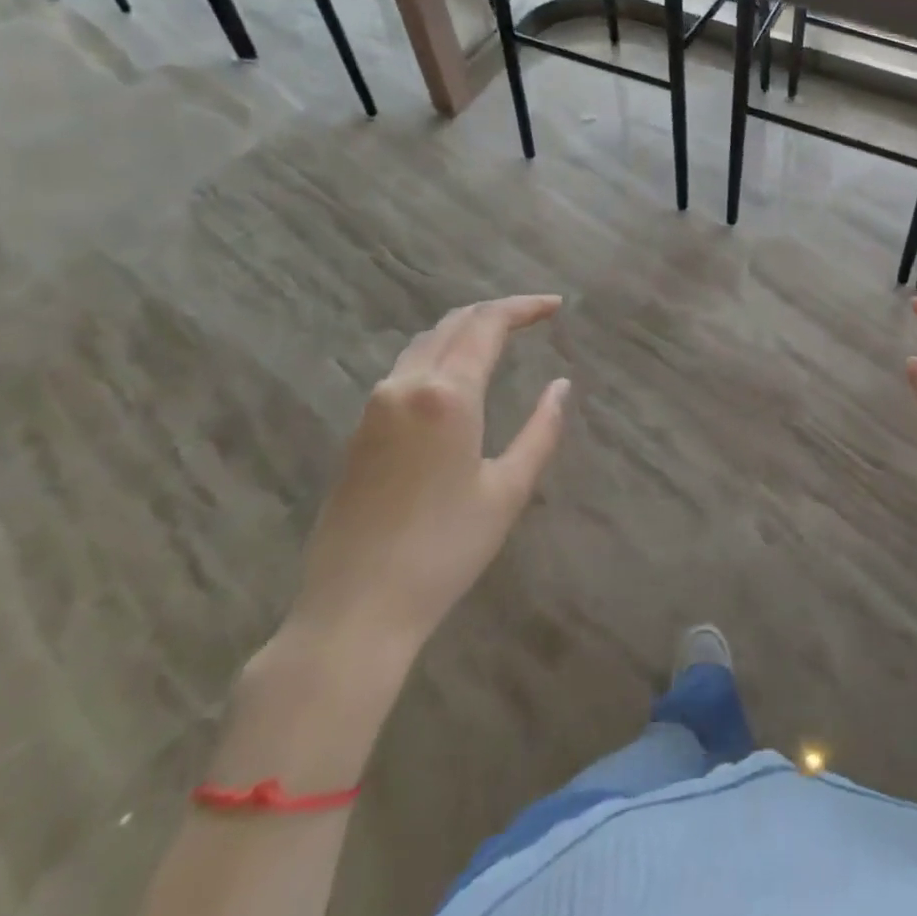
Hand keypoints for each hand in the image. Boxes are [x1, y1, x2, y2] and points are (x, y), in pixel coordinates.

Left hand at [287, 295, 571, 650]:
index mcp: (447, 395)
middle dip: (496, 311)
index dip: (524, 307)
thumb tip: (561, 386)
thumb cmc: (444, 551)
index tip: (556, 305)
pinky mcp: (359, 430)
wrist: (355, 609)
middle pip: (453, 324)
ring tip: (500, 335)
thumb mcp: (508, 490)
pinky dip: (439, 353)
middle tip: (534, 315)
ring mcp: (375, 406)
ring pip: (425, 343)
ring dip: (464, 329)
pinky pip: (405, 368)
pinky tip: (457, 373)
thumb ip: (541, 430)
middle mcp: (406, 386)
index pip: (487, 325)